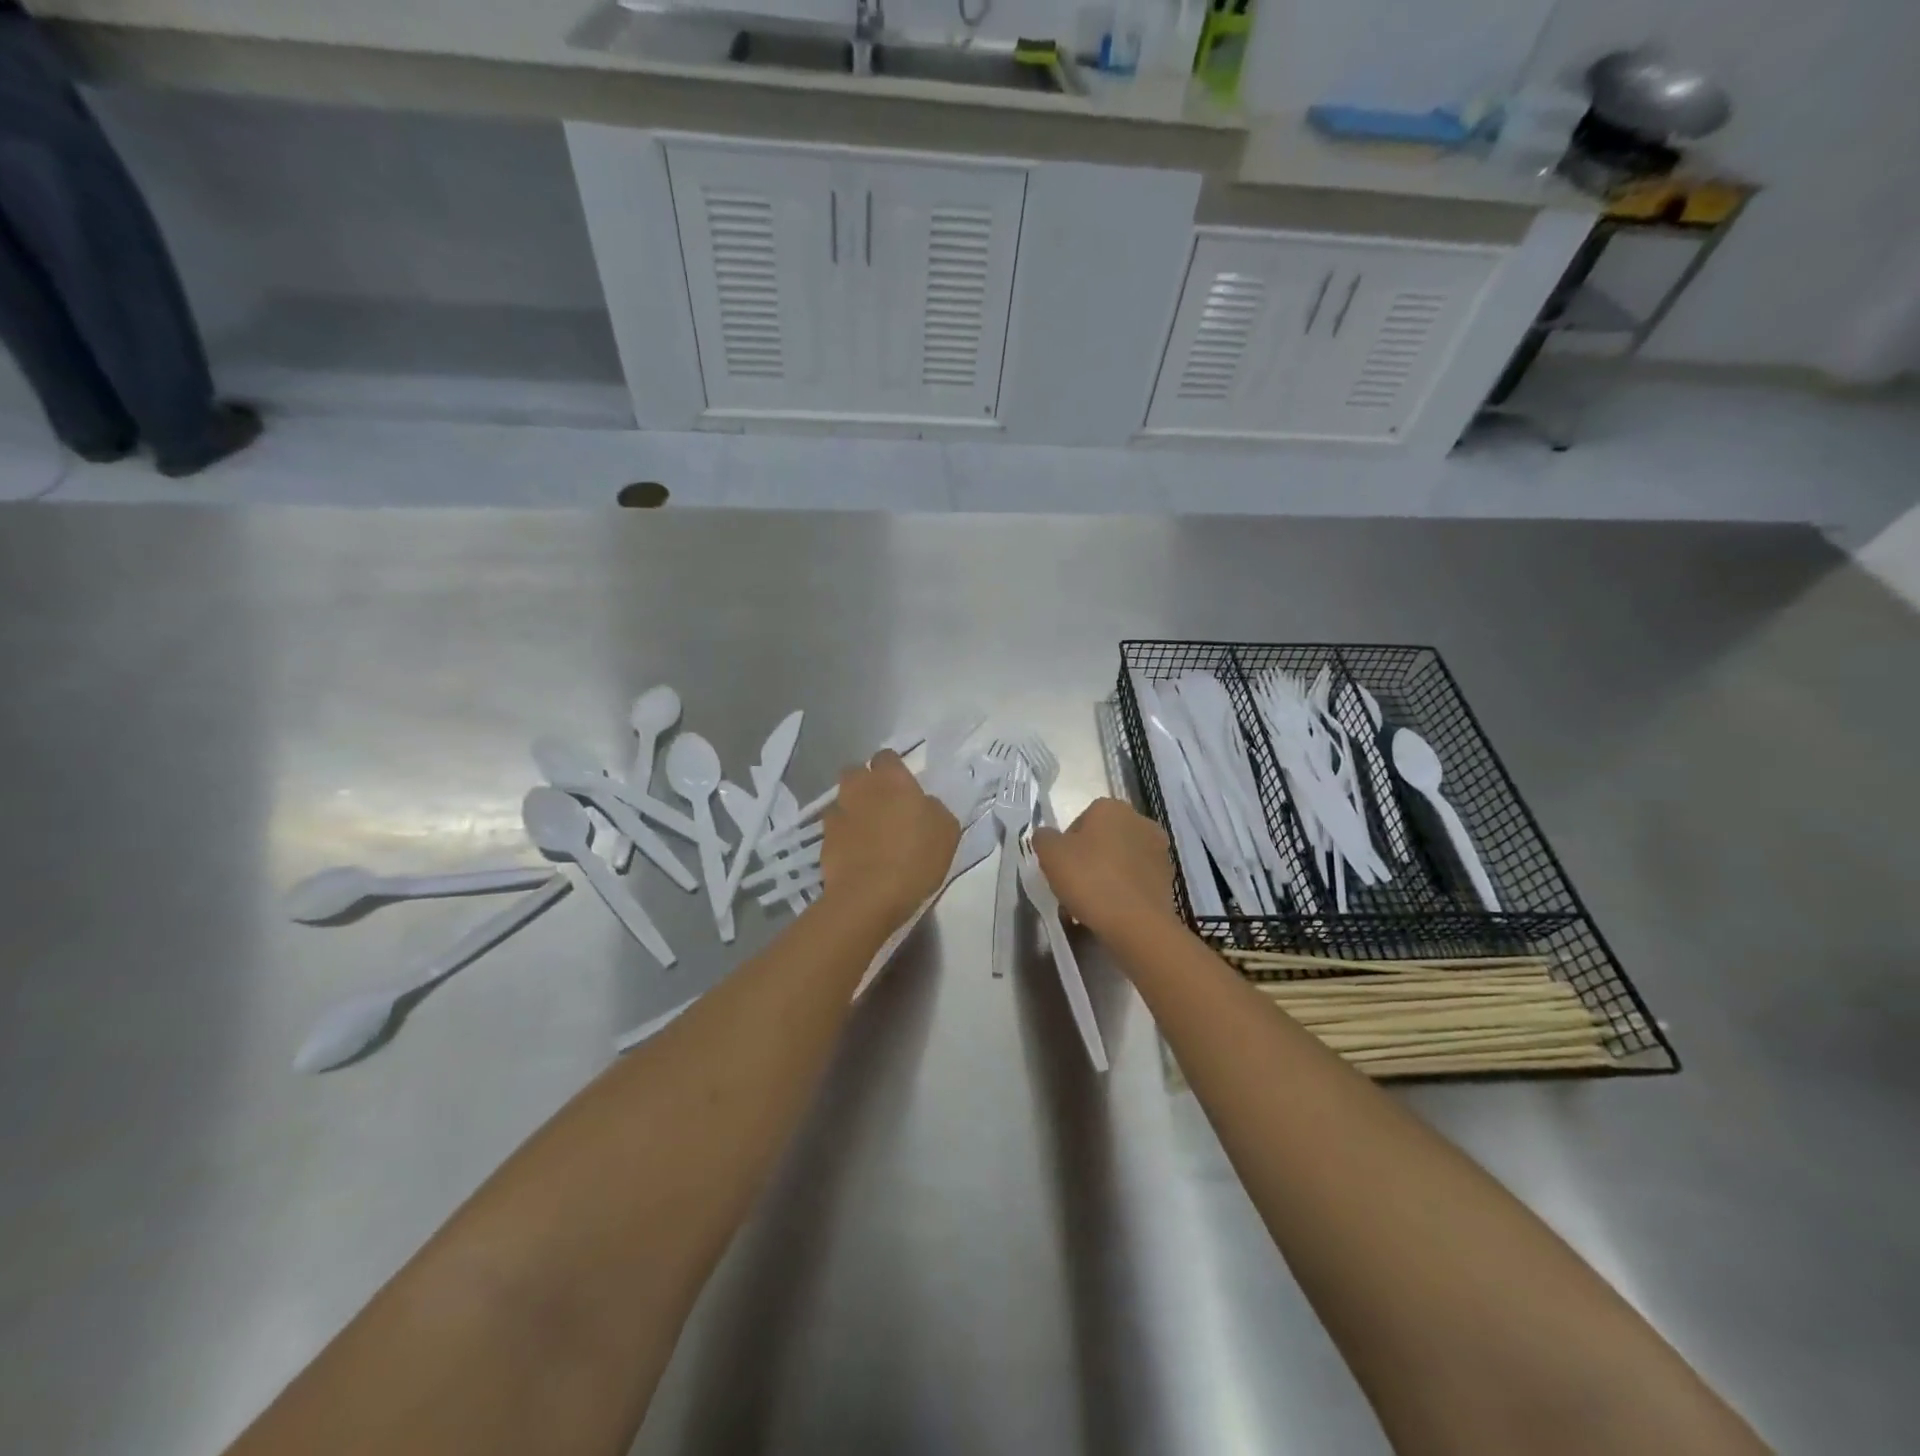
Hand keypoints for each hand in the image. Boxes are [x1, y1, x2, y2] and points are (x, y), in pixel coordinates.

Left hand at [820, 751, 960, 930]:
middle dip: (865, 782)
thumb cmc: (916, 858)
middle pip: (856, 772)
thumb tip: (923, 804)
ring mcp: (838, 813)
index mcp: (892, 780)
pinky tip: (855, 852)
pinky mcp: (824, 840)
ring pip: (842, 800)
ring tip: (867, 830)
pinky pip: (834, 829)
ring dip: (852, 808)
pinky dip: (843, 836)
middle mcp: (860, 788)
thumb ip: (933, 809)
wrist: (869, 895)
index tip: (903, 786)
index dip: (893, 769)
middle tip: (883, 803)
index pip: (886, 757)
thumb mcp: (946, 831)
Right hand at [1033, 798, 1175, 941]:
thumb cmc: (1089, 879)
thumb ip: (1044, 838)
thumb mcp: (1050, 854)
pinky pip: (1136, 880)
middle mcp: (1140, 821)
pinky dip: (1123, 890)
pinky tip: (1110, 911)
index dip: (1067, 845)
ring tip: (1090, 904)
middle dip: (1088, 859)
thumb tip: (1047, 836)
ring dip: (1106, 875)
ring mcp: (1158, 850)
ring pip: (1121, 860)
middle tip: (1073, 886)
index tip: (1060, 868)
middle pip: (1103, 839)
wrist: (1136, 923)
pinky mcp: (1168, 878)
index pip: (1081, 820)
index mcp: (1111, 807)